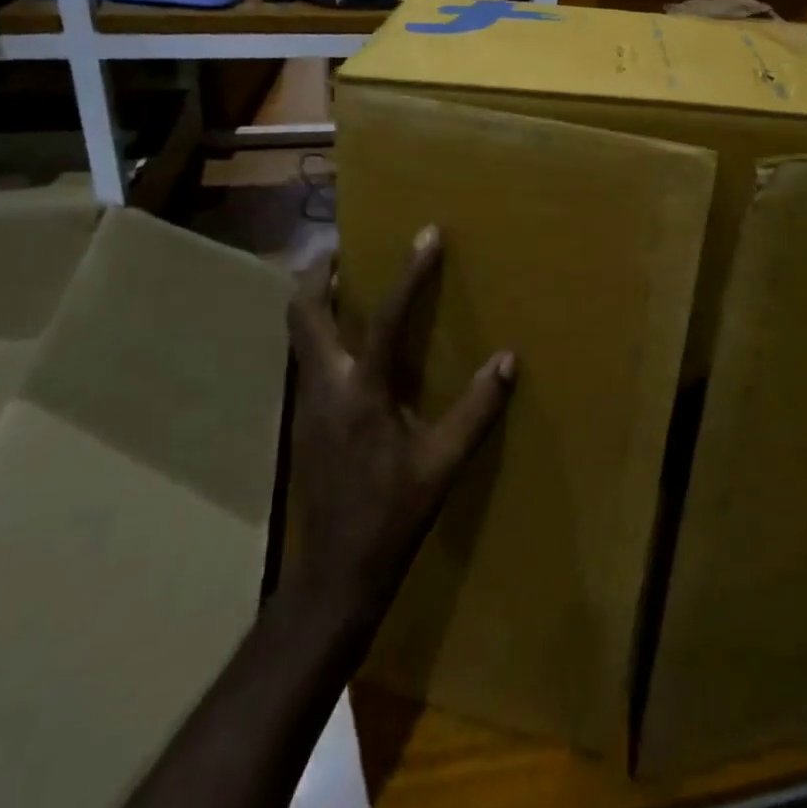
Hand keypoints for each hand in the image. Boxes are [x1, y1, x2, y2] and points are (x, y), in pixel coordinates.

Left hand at [284, 226, 514, 638]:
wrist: (335, 572)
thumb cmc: (393, 514)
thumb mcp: (443, 464)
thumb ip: (476, 409)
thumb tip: (508, 360)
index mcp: (362, 392)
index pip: (386, 317)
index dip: (409, 273)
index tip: (426, 234)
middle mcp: (325, 385)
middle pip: (303, 311)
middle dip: (320, 272)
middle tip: (349, 247)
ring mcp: (306, 401)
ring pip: (299, 332)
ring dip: (318, 299)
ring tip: (349, 281)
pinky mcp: (303, 418)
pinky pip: (308, 355)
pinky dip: (323, 331)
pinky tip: (353, 343)